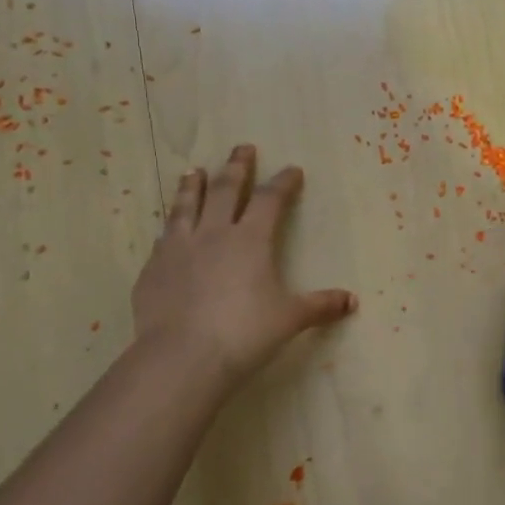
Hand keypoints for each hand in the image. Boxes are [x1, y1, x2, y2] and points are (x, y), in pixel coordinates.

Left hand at [133, 145, 355, 392]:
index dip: (283, 183)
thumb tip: (352, 300)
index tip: (292, 169)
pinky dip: (170, 226)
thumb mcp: (290, 318)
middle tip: (241, 148)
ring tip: (194, 171)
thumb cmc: (245, 332)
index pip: (270, 200)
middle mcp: (214, 234)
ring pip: (187, 206)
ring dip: (192, 186)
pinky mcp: (153, 269)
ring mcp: (178, 248)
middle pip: (226, 190)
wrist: (183, 356)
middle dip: (236, 167)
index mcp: (251, 239)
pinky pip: (163, 238)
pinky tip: (169, 227)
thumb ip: (320, 305)